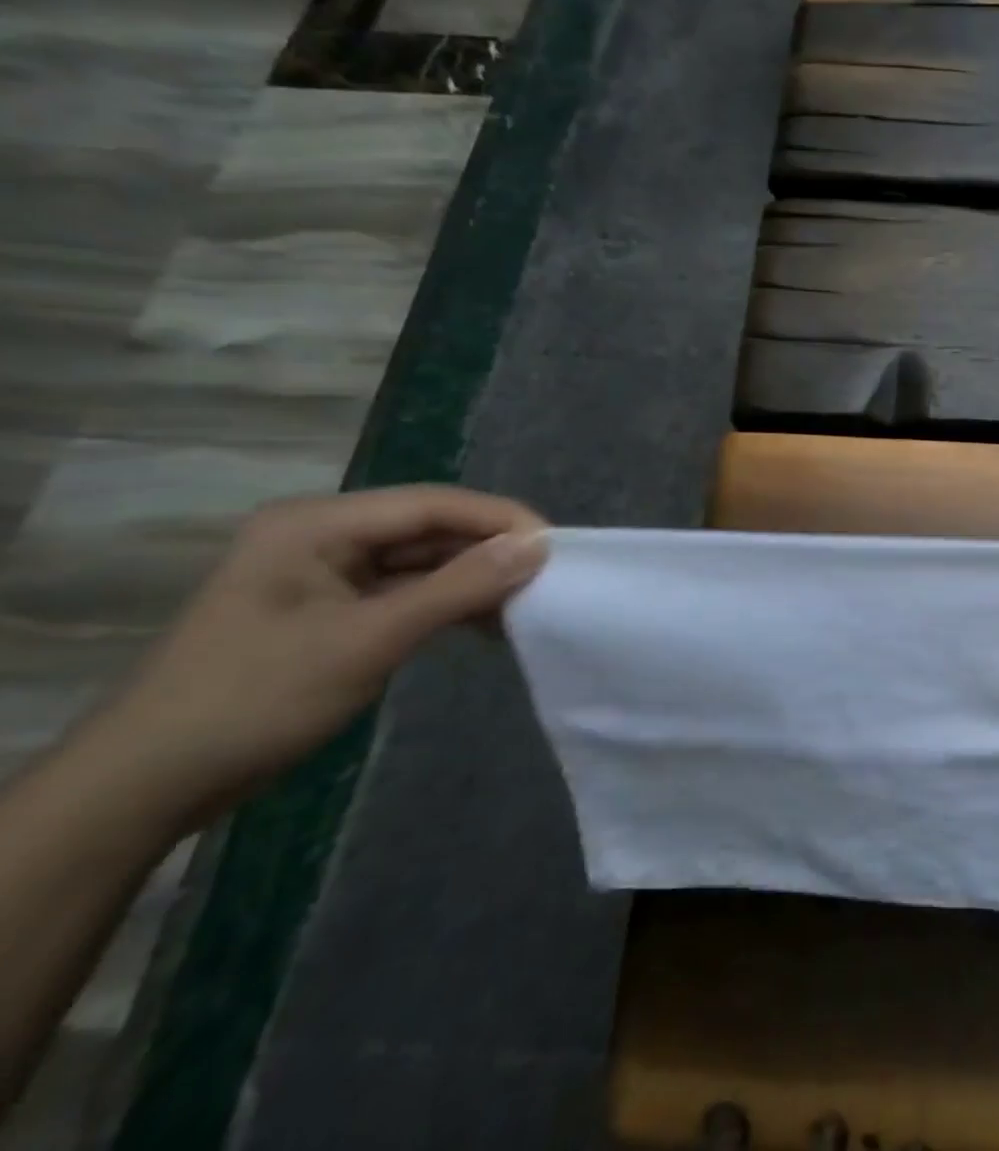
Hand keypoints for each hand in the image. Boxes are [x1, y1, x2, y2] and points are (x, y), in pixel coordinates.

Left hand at [93, 486, 547, 822]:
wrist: (149, 788)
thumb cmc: (255, 700)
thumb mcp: (369, 640)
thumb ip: (459, 588)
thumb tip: (538, 547)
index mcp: (318, 524)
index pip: (432, 504)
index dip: (499, 519)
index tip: (557, 546)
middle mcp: (324, 536)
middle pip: (430, 529)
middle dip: (490, 551)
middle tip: (551, 576)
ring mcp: (327, 574)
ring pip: (423, 562)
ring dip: (474, 580)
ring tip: (530, 601)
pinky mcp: (333, 610)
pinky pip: (407, 592)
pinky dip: (449, 605)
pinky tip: (489, 622)